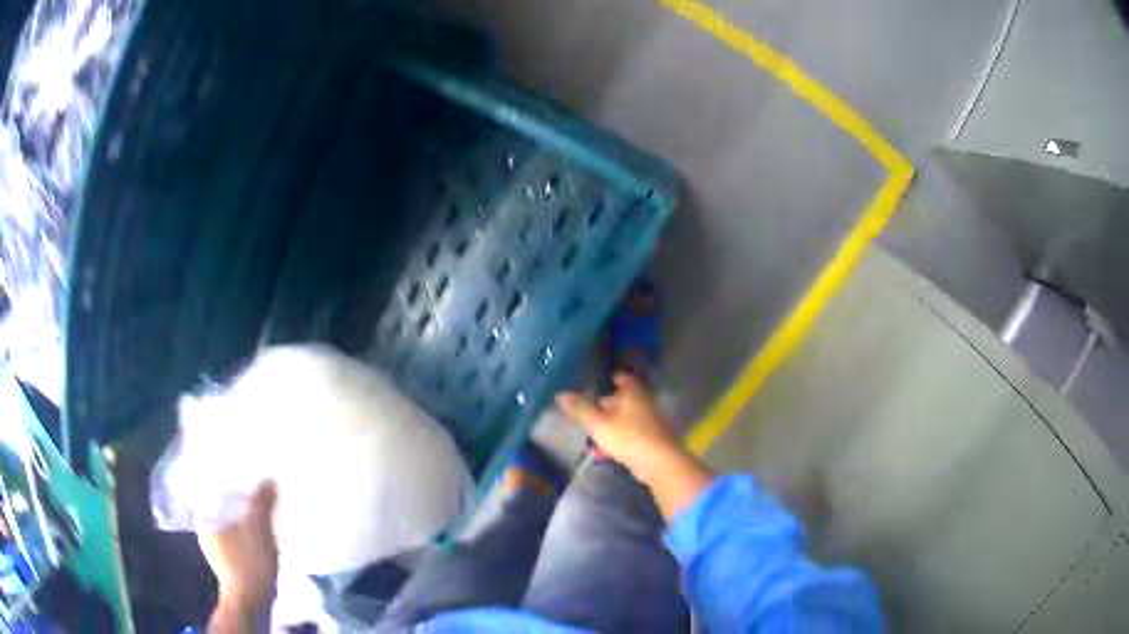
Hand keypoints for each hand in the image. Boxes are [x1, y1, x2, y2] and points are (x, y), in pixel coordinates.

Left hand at [199, 482, 277, 622]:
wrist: (251, 601)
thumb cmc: (249, 560)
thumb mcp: (258, 527)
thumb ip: (262, 501)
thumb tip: (268, 479)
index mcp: (205, 515)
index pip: (215, 490)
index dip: (232, 482)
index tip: (248, 476)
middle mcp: (205, 528)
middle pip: (224, 506)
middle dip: (241, 501)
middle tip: (259, 492)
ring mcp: (216, 547)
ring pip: (231, 523)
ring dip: (246, 519)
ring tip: (264, 512)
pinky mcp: (228, 562)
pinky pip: (237, 538)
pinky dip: (248, 534)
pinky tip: (261, 536)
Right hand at [556, 372, 681, 482]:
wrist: (659, 463)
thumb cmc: (628, 437)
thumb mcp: (598, 423)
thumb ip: (579, 409)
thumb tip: (561, 394)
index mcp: (632, 392)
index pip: (619, 377)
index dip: (605, 378)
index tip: (589, 383)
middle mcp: (643, 403)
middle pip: (619, 400)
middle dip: (602, 407)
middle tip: (583, 413)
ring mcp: (648, 422)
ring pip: (622, 420)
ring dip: (606, 427)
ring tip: (588, 437)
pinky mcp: (649, 441)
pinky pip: (627, 436)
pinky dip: (614, 442)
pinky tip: (600, 454)